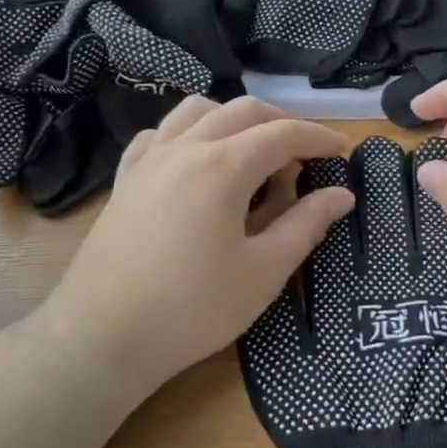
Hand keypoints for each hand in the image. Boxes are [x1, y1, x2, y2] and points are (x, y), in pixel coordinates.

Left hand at [33, 97, 353, 400]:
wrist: (102, 337)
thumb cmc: (192, 309)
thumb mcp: (263, 271)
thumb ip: (306, 225)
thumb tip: (342, 195)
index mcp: (222, 166)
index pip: (283, 134)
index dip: (319, 138)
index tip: (344, 151)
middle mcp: (184, 148)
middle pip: (242, 110)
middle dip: (282, 123)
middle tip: (306, 154)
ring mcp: (148, 160)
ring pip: (196, 111)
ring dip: (234, 118)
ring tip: (253, 151)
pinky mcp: (125, 179)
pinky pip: (159, 134)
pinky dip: (189, 133)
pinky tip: (195, 161)